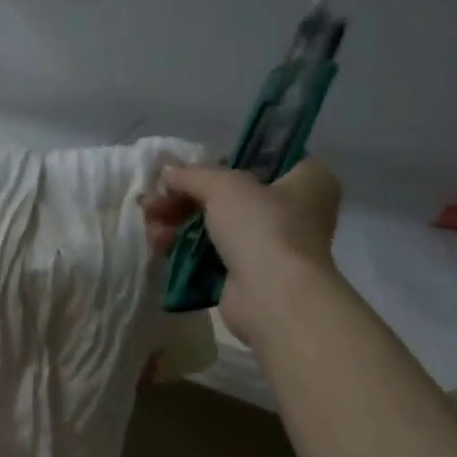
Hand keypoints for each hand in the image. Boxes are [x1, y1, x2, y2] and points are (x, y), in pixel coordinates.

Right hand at [143, 158, 342, 339]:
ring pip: (216, 225)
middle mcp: (295, 210)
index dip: (221, 162)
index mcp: (307, 179)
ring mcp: (271, 245)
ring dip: (178, 223)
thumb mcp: (224, 187)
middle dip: (185, 199)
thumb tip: (166, 170)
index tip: (187, 172)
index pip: (261, 160)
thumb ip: (192, 174)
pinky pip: (211, 253)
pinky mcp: (248, 273)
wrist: (271, 296)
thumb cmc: (261, 227)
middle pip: (230, 196)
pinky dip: (186, 248)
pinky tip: (158, 245)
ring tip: (149, 225)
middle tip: (152, 202)